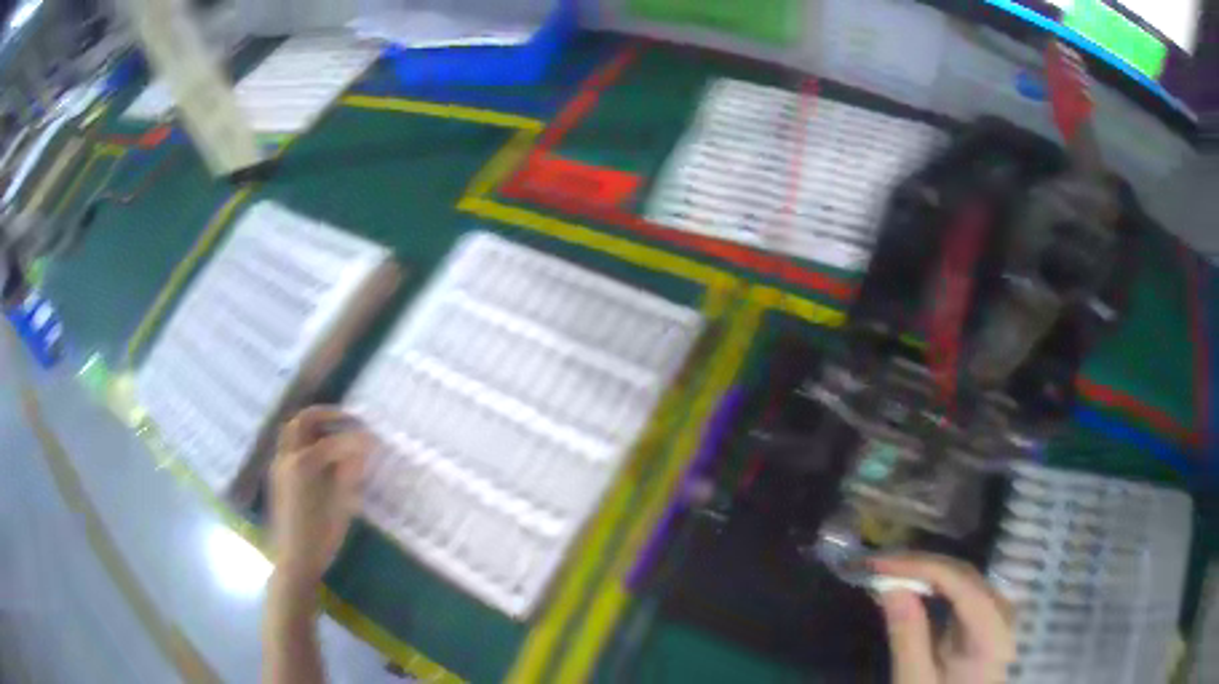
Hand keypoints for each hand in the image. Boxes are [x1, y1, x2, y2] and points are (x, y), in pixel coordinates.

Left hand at [270, 406, 372, 586]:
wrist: (295, 560)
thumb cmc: (321, 535)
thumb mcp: (342, 503)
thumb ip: (351, 470)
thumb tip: (364, 445)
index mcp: (304, 462)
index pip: (334, 440)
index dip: (356, 438)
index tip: (374, 440)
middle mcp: (287, 457)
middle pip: (303, 421)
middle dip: (326, 416)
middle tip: (348, 421)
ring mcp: (279, 466)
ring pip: (293, 433)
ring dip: (314, 428)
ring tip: (336, 437)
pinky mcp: (278, 478)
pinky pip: (291, 447)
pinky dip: (306, 442)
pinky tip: (323, 459)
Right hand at [870, 553, 1015, 683]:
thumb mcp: (915, 681)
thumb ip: (908, 639)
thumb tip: (889, 588)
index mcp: (993, 633)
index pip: (960, 583)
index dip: (920, 567)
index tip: (877, 564)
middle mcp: (1003, 613)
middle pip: (963, 575)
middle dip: (919, 565)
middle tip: (875, 564)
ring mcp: (997, 613)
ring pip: (962, 578)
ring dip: (924, 571)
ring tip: (887, 571)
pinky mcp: (986, 618)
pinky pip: (961, 590)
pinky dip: (933, 585)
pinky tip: (910, 585)